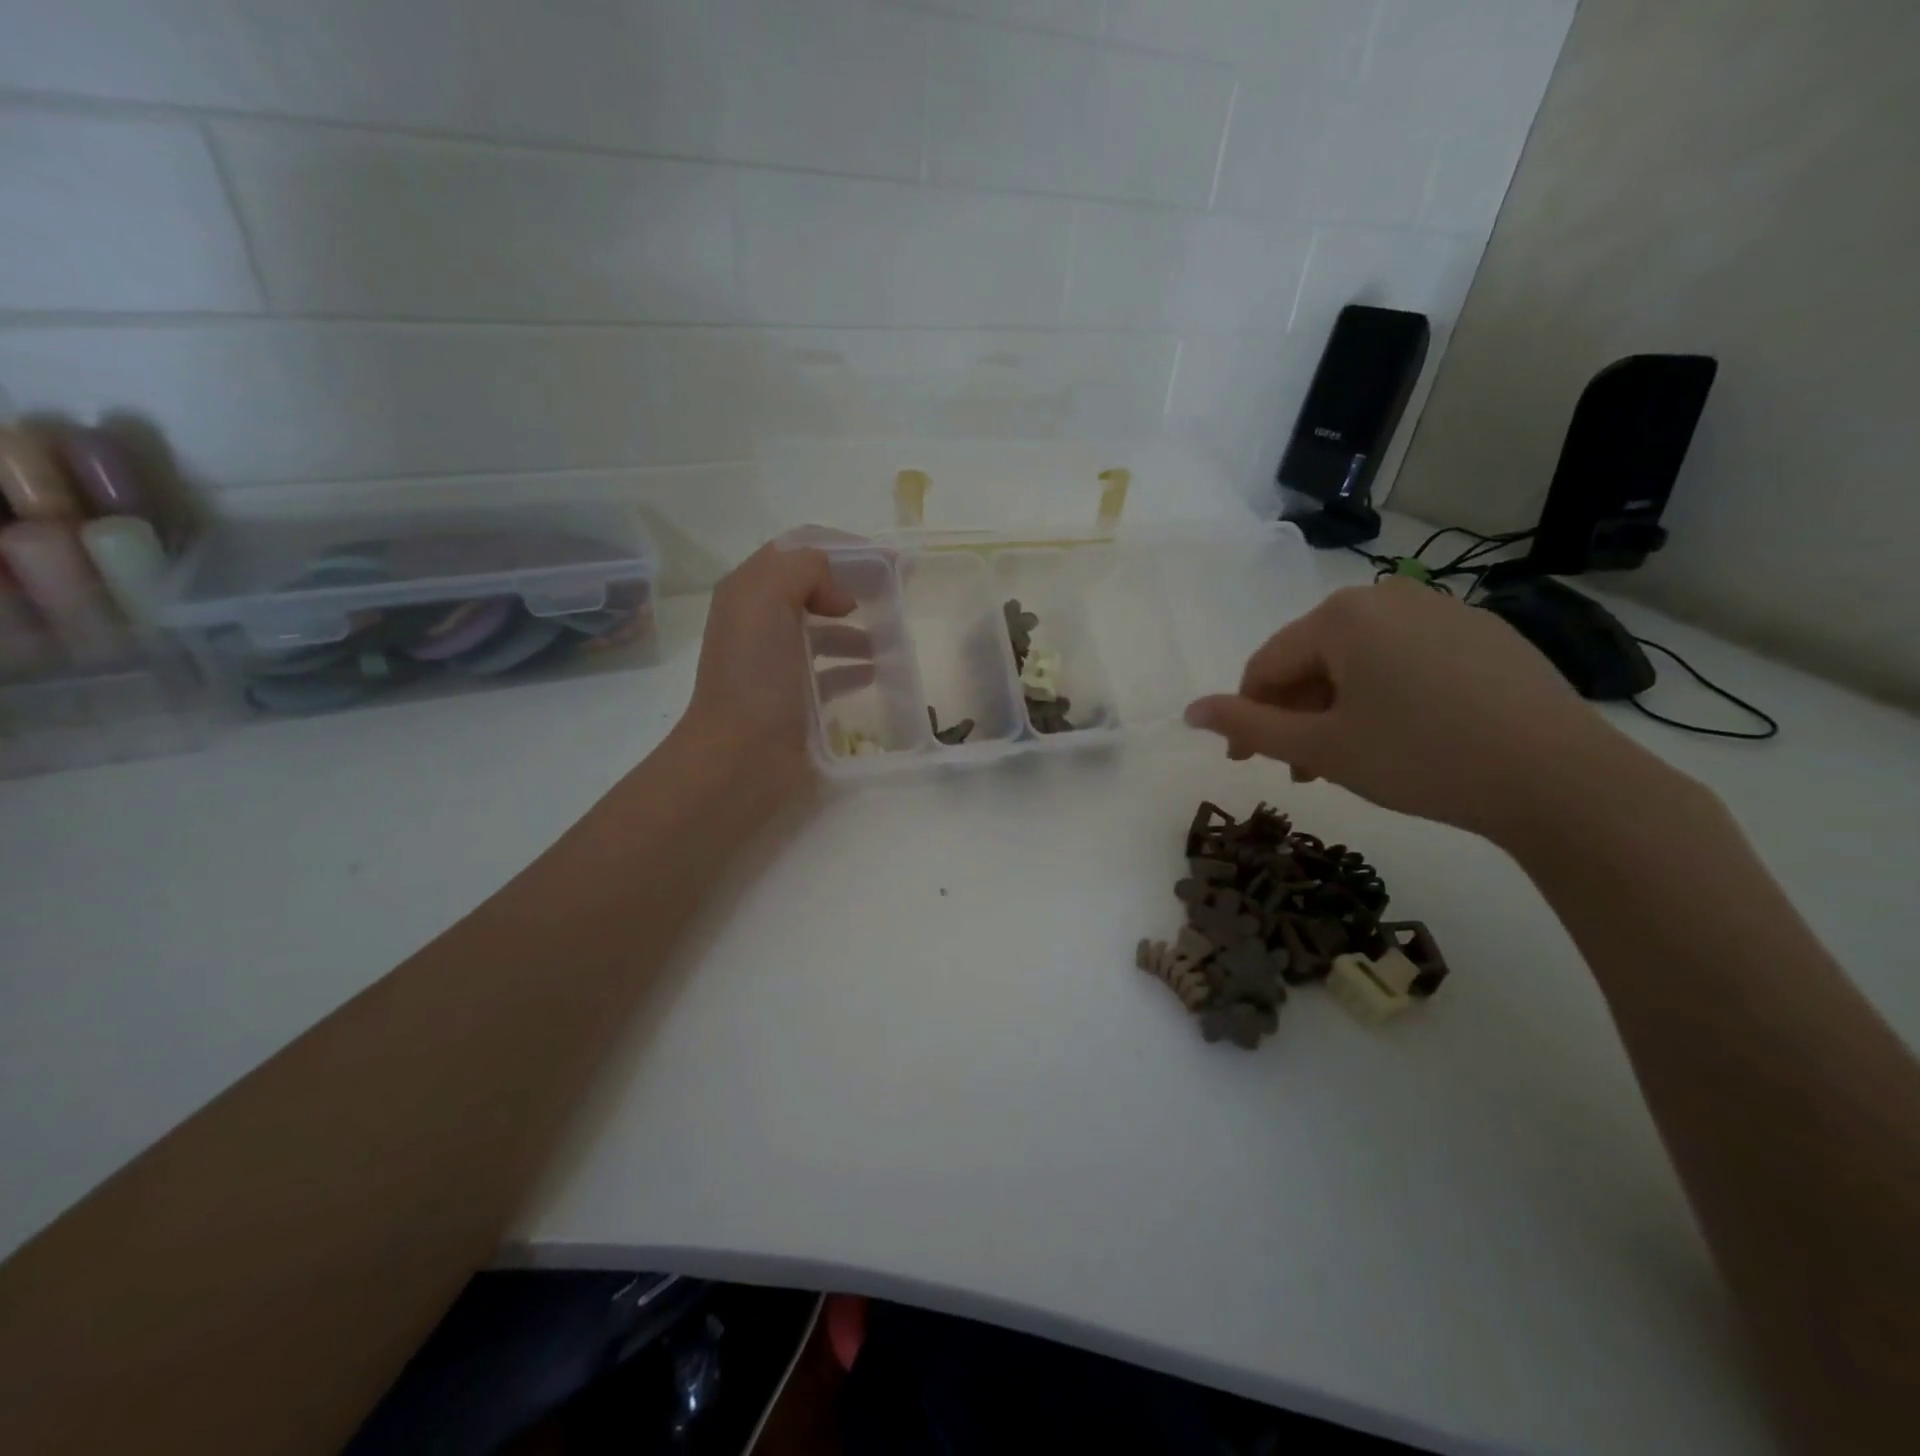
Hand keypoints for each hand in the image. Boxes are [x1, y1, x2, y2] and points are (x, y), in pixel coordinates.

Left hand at [678, 539, 873, 768]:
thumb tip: (838, 594)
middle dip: (851, 587)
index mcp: (749, 591)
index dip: (841, 548)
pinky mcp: (793, 697)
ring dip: (856, 629)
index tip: (886, 560)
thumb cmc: (755, 675)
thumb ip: (803, 570)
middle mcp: (759, 621)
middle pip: (812, 588)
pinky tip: (876, 672)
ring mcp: (776, 661)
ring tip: (889, 640)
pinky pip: (829, 671)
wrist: (739, 755)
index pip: (798, 549)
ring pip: (822, 630)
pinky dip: (853, 666)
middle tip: (892, 597)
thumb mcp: (768, 600)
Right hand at [1184, 579, 1651, 844]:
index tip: (1244, 762)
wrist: (1560, 779)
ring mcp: (1444, 611)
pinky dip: (1385, 696)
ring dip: (1337, 709)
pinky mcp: (1486, 635)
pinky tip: (1401, 737)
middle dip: (1296, 714)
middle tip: (1300, 770)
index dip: (1247, 715)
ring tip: (1345, 760)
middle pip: (1314, 658)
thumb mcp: (1321, 748)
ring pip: (1361, 661)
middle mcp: (1390, 596)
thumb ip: (1247, 726)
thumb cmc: (1419, 757)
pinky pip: (1408, 660)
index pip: (1267, 663)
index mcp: (1342, 614)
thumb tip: (1189, 711)